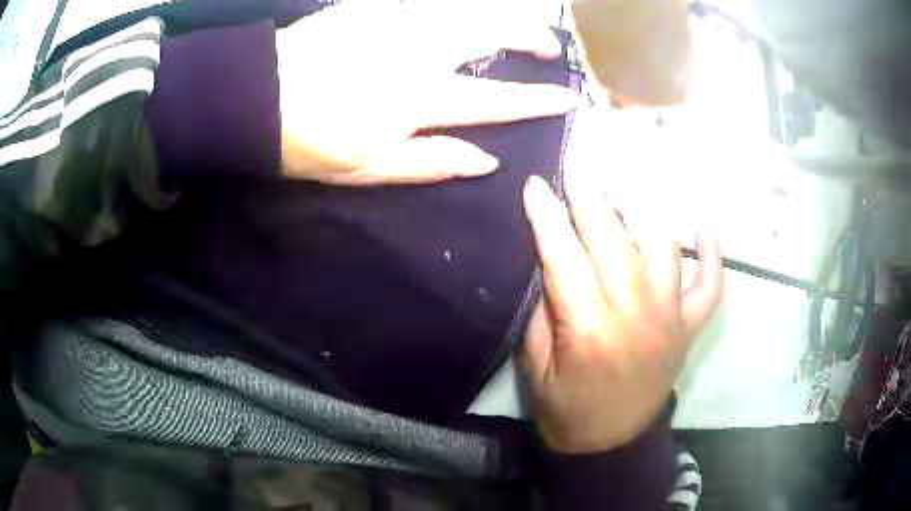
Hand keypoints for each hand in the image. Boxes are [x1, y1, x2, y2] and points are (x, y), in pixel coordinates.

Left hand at [276, 0, 577, 185]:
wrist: (256, 97)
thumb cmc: (308, 141)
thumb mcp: (367, 169)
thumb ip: (430, 163)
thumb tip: (486, 161)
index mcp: (417, 98)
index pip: (494, 100)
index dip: (535, 100)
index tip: (568, 98)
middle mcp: (416, 50)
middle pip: (490, 33)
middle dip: (530, 35)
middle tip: (549, 44)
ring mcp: (395, 21)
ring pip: (466, 6)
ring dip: (501, 11)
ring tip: (517, 22)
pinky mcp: (373, 5)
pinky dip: (459, 3)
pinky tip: (468, 9)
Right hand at [520, 171, 722, 453]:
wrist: (610, 445)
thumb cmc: (564, 409)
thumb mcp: (533, 365)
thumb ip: (541, 309)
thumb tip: (549, 258)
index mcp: (588, 331)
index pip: (564, 256)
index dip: (547, 216)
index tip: (536, 184)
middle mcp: (636, 317)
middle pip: (614, 241)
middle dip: (591, 196)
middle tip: (577, 165)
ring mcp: (671, 320)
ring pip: (663, 248)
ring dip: (642, 210)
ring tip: (623, 186)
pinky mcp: (689, 328)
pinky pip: (710, 285)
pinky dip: (711, 254)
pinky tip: (702, 227)